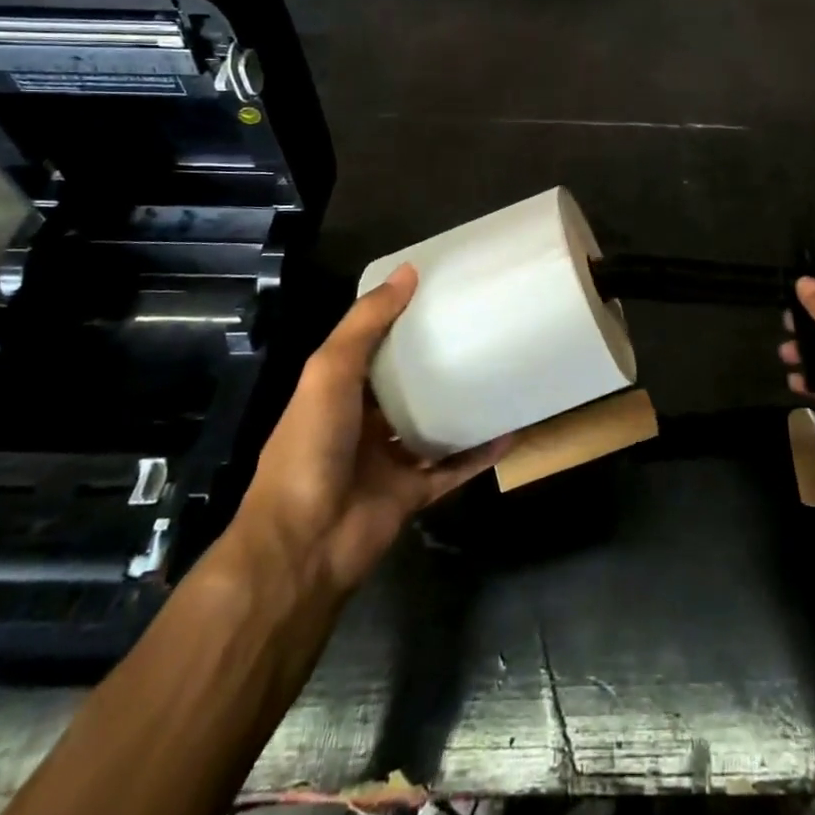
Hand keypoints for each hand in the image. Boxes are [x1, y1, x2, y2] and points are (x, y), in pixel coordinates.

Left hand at [230, 265, 503, 596]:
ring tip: (499, 374)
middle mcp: (362, 423)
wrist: (304, 544)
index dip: (401, 321)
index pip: (373, 347)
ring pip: (431, 426)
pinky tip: (510, 430)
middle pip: (405, 386)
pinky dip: (479, 453)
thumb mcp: (329, 371)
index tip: (440, 294)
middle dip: (436, 362)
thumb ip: (366, 323)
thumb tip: (409, 271)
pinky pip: (453, 468)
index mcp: (337, 392)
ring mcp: (387, 460)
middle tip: (480, 330)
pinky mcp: (412, 493)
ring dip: (460, 406)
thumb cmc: (311, 446)